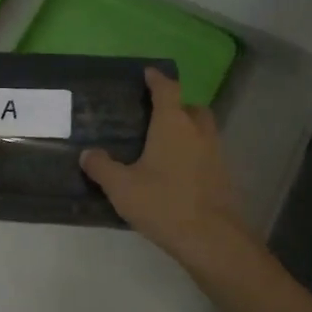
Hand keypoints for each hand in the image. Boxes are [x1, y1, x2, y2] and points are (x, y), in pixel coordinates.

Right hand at [81, 68, 249, 266]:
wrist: (211, 238)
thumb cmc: (163, 203)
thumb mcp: (121, 187)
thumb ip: (102, 167)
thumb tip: (88, 154)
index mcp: (172, 124)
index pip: (167, 89)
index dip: (157, 79)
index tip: (148, 73)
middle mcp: (198, 131)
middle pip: (191, 107)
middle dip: (176, 106)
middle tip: (156, 116)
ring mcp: (215, 153)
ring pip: (202, 130)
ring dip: (187, 130)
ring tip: (164, 145)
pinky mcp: (223, 176)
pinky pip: (207, 153)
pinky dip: (194, 153)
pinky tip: (177, 171)